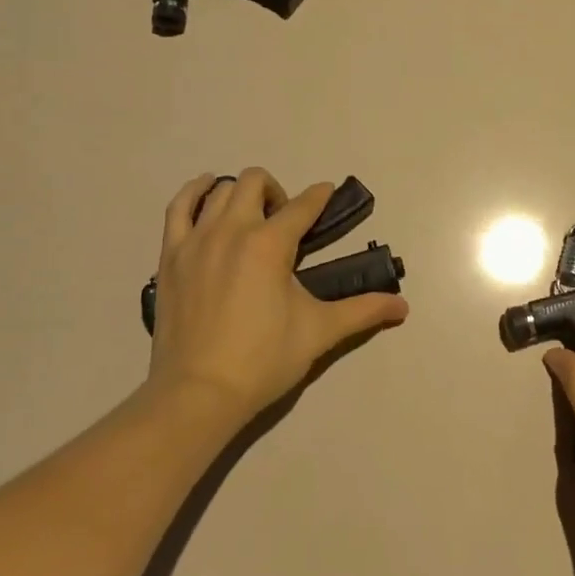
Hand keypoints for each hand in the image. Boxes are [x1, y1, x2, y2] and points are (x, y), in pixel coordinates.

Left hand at [146, 169, 409, 421]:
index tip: (328, 193)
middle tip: (285, 223)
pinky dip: (193, 193)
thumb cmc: (263, 360)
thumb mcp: (319, 332)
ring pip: (218, 190)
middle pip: (255, 182)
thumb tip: (404, 307)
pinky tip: (205, 194)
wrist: (198, 393)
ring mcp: (196, 240)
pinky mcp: (170, 255)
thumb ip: (362, 312)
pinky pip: (178, 208)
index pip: (303, 206)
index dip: (320, 196)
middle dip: (277, 192)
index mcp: (270, 244)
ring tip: (250, 216)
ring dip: (240, 194)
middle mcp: (232, 229)